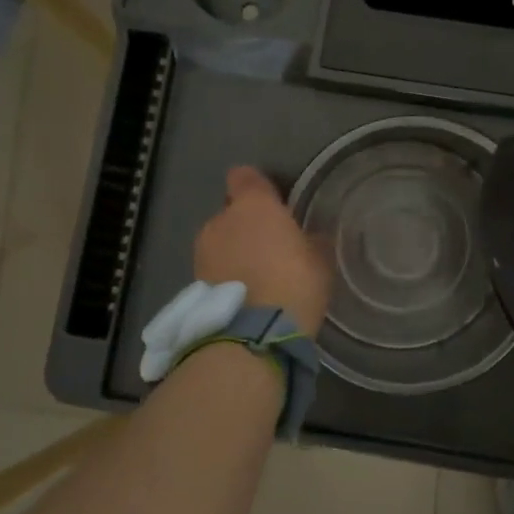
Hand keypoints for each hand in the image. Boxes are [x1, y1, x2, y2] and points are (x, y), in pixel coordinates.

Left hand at [192, 167, 331, 336]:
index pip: (245, 177)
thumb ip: (311, 240)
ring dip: (234, 252)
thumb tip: (309, 237)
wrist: (253, 335)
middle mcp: (221, 220)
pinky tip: (245, 295)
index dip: (257, 187)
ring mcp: (202, 252)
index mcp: (254, 205)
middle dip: (247, 225)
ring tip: (257, 276)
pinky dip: (226, 276)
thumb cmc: (294, 282)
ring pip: (220, 241)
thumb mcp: (320, 259)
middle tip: (271, 247)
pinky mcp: (194, 283)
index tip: (273, 201)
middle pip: (232, 212)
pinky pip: (215, 269)